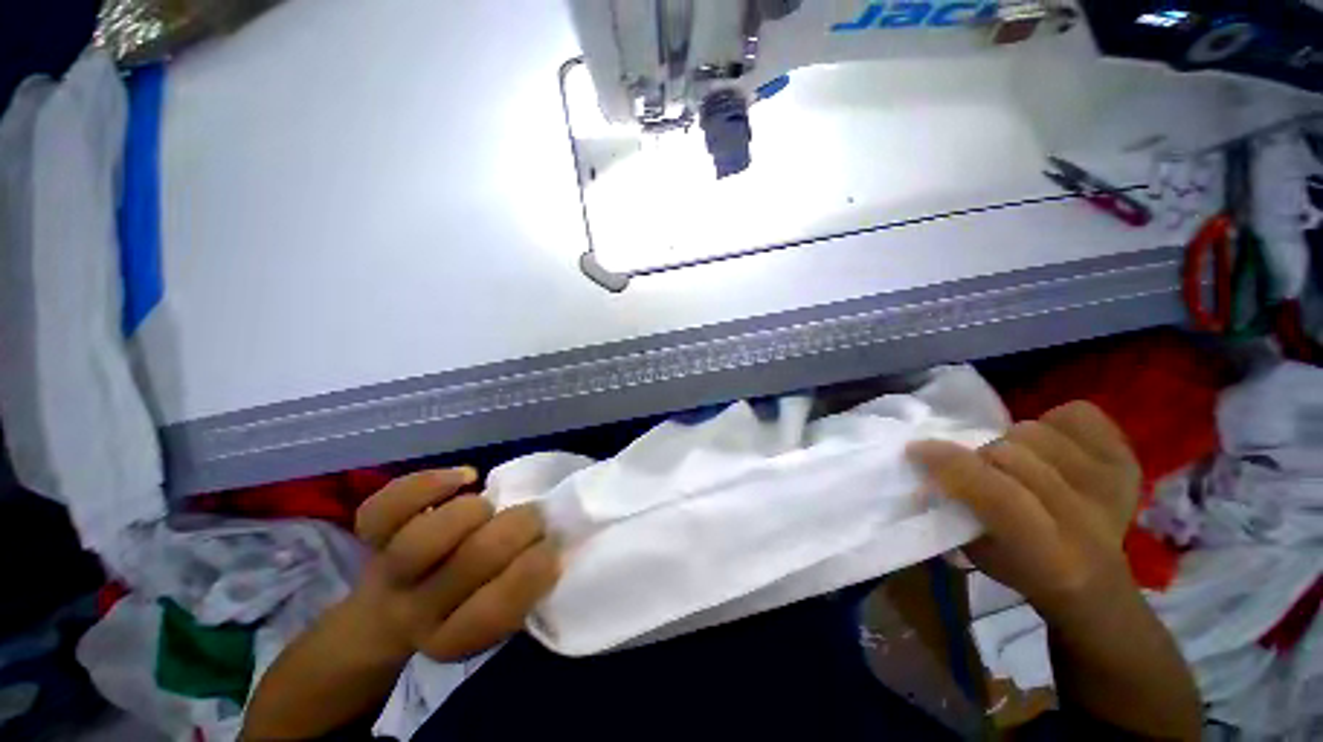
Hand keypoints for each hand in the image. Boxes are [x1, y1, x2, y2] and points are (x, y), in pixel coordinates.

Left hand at [346, 467, 560, 661]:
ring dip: (470, 513)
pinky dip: (427, 484)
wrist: (390, 614)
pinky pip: (384, 507)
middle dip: (517, 528)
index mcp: (454, 638)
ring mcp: (387, 572)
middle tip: (536, 516)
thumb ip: (525, 586)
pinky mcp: (371, 536)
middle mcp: (416, 611)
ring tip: (488, 507)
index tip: (554, 548)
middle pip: (468, 563)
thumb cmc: (466, 605)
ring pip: (422, 539)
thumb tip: (558, 540)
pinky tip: (463, 477)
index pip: (493, 613)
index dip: (531, 573)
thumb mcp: (499, 614)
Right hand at [907, 401, 1141, 624]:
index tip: (917, 450)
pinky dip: (1055, 422)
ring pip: (1036, 431)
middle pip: (1013, 454)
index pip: (997, 493)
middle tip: (974, 468)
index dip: (951, 464)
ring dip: (1011, 441)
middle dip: (979, 456)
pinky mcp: (1126, 461)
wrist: (1096, 580)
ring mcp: (1112, 485)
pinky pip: (1080, 415)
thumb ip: (954, 511)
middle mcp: (1086, 517)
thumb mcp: (977, 554)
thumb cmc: (1023, 568)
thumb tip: (926, 475)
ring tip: (1012, 460)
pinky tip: (1051, 445)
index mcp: (1048, 552)